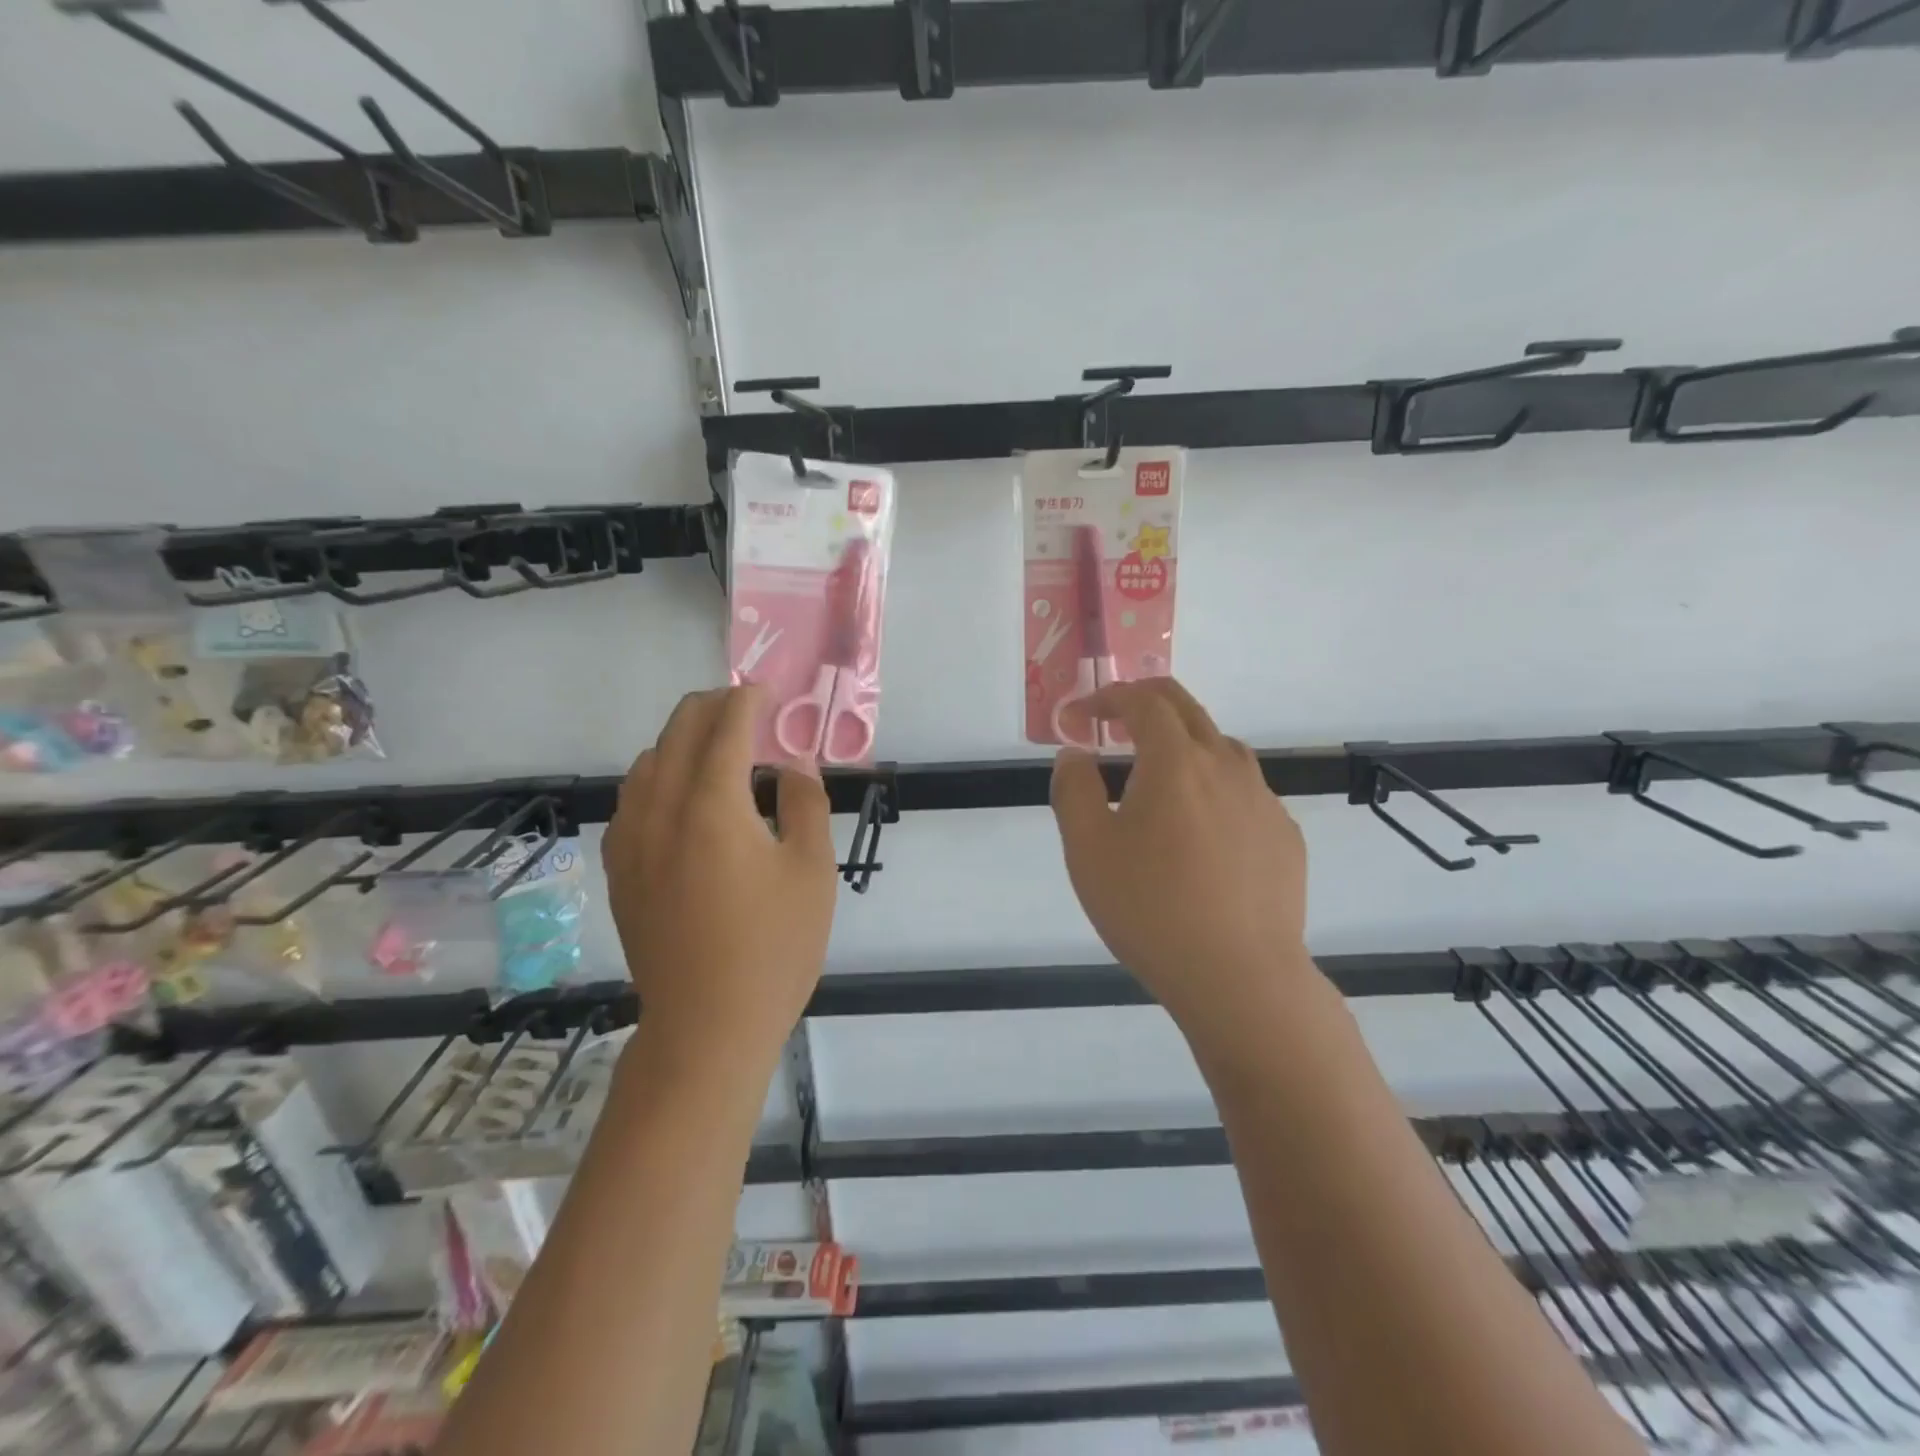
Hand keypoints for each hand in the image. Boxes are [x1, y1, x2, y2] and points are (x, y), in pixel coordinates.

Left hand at [603, 686, 836, 1068]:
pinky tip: (683, 799)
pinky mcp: (619, 868)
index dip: (749, 700)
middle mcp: (660, 809)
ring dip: (683, 740)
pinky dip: (658, 776)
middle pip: (678, 730)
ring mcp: (630, 839)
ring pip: (648, 760)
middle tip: (750, 714)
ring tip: (721, 754)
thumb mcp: (812, 871)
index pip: (726, 727)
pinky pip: (631, 798)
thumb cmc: (774, 948)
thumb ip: (805, 802)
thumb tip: (794, 764)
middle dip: (714, 708)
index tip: (770, 693)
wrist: (707, 1027)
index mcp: (712, 806)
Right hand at [1049, 678, 1314, 1041]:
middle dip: (1144, 703)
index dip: (1106, 698)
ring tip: (1155, 783)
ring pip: (1219, 748)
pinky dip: (1212, 789)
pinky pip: (1242, 792)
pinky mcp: (1283, 834)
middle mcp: (1226, 765)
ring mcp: (1262, 799)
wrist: (1240, 978)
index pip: (1142, 701)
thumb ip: (1073, 789)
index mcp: (1176, 761)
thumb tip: (1076, 754)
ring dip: (1181, 745)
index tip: (1079, 717)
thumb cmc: (1150, 909)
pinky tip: (1199, 835)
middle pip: (1185, 708)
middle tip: (1113, 723)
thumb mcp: (1087, 849)